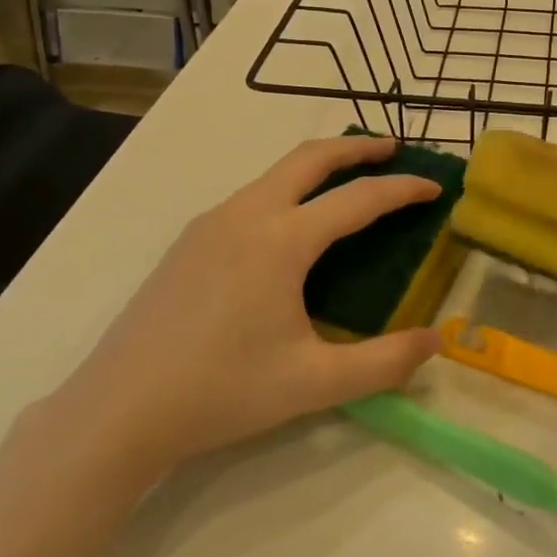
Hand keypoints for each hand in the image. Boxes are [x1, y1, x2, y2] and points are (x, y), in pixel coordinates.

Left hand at [54, 135, 442, 478]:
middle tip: (393, 149)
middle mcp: (246, 214)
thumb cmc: (223, 391)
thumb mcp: (315, 382)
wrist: (119, 410)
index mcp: (281, 240)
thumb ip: (384, 362)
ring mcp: (211, 223)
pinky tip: (292, 226)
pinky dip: (287, 189)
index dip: (402, 190)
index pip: (358, 199)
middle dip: (356, 147)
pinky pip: (251, 196)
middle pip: (310, 157)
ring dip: (318, 166)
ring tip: (348, 182)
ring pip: (275, 173)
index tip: (434, 187)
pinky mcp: (189, 241)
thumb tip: (436, 341)